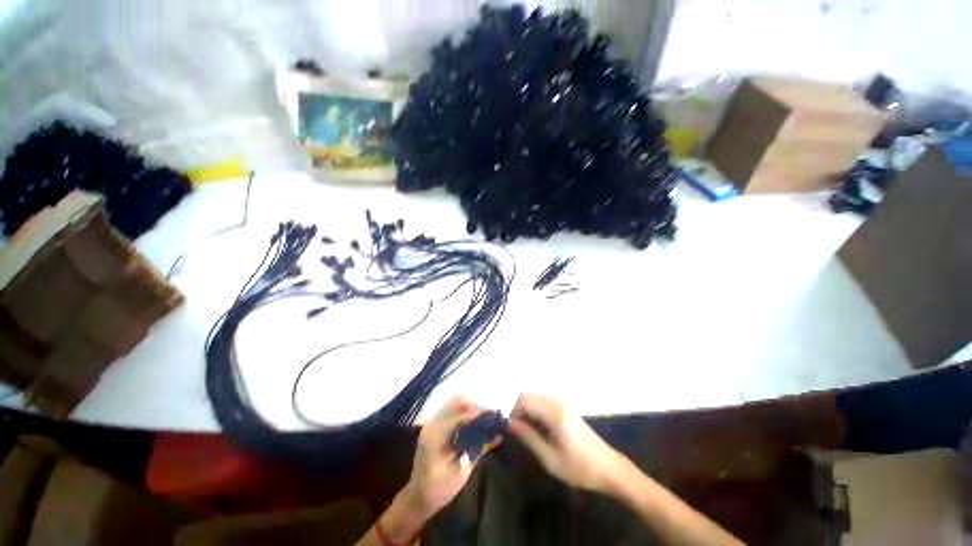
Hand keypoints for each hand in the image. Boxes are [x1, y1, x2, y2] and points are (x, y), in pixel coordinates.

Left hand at [401, 396, 484, 518]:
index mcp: (437, 434)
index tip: (494, 416)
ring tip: (484, 417)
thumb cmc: (440, 488)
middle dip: (475, 406)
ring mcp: (432, 423)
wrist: (418, 497)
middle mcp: (433, 423)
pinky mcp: (434, 426)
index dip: (478, 412)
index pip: (460, 414)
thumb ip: (479, 448)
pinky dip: (463, 412)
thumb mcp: (462, 470)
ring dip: (470, 407)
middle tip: (490, 415)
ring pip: (454, 404)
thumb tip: (498, 434)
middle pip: (456, 403)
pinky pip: (450, 411)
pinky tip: (474, 421)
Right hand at [510, 393, 628, 493]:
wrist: (609, 469)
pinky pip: (544, 403)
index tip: (512, 429)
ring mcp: (563, 404)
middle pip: (529, 395)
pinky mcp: (567, 409)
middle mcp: (557, 402)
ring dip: (527, 411)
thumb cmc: (579, 468)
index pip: (525, 399)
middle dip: (519, 410)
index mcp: (554, 413)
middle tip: (519, 432)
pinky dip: (536, 412)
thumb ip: (529, 437)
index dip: (513, 411)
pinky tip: (540, 430)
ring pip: (536, 398)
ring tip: (529, 433)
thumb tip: (511, 423)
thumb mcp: (550, 459)